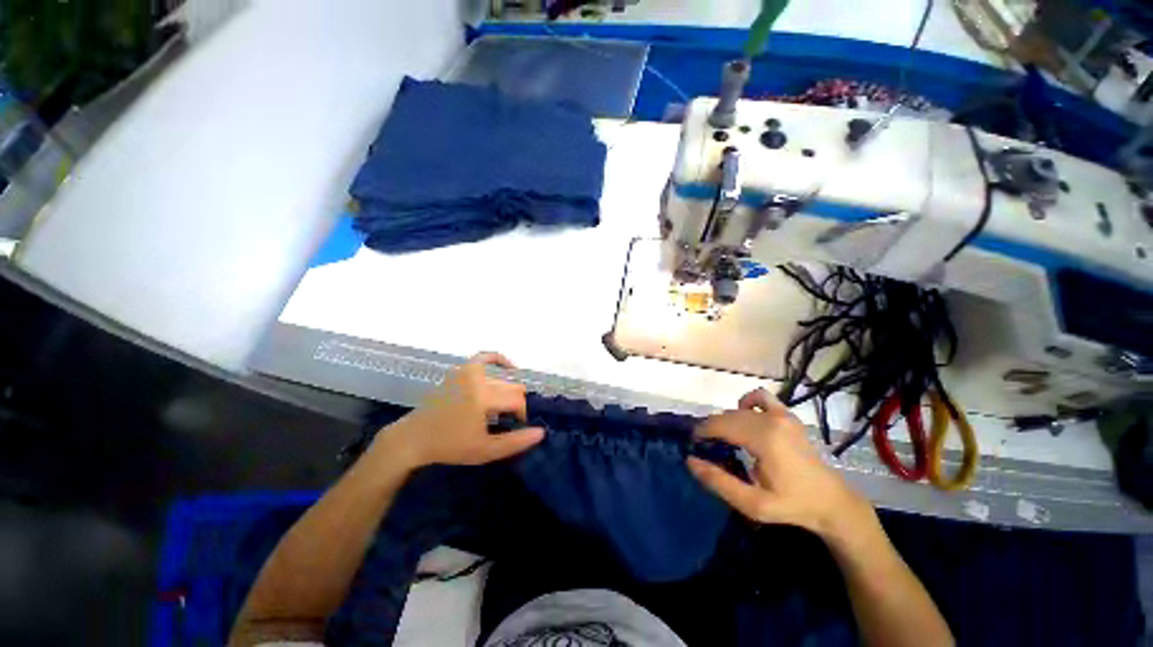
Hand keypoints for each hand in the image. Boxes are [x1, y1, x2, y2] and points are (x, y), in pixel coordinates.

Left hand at [372, 353, 544, 470]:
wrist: (414, 438)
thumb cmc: (450, 446)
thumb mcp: (485, 451)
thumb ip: (516, 442)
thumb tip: (541, 432)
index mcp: (483, 397)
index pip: (517, 400)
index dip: (521, 415)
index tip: (514, 428)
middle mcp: (477, 379)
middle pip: (512, 387)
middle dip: (514, 405)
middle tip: (504, 421)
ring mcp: (467, 372)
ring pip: (502, 378)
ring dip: (506, 392)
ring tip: (499, 408)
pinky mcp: (459, 370)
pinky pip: (484, 357)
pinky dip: (498, 359)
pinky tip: (509, 367)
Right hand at [687, 388, 875, 541]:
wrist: (832, 502)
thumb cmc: (792, 505)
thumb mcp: (753, 504)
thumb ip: (719, 482)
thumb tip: (690, 461)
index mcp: (763, 439)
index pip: (720, 425)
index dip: (702, 432)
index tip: (693, 444)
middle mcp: (771, 420)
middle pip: (727, 416)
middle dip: (711, 428)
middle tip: (705, 447)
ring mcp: (782, 414)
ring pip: (738, 409)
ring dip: (725, 420)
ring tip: (723, 437)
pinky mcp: (788, 415)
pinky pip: (760, 397)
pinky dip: (746, 403)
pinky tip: (745, 417)